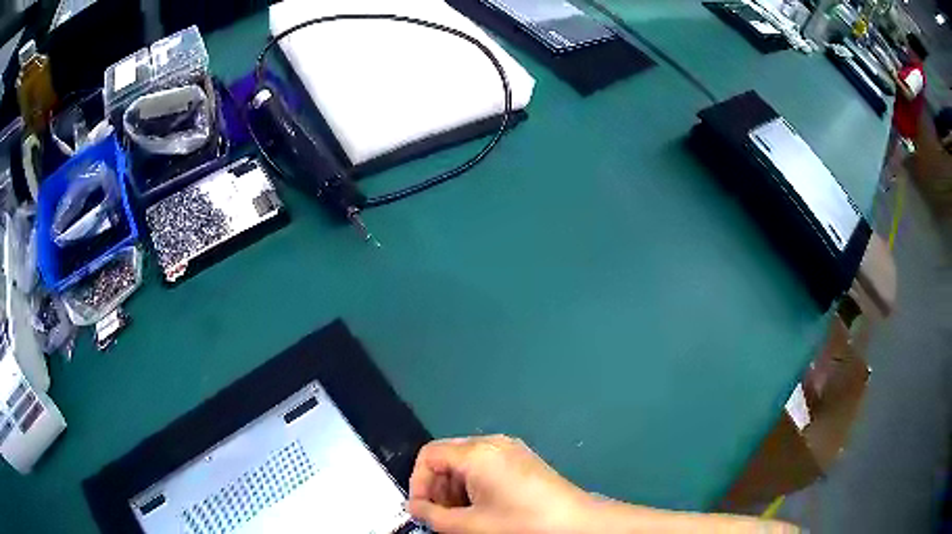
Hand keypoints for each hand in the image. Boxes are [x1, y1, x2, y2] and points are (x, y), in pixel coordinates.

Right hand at [407, 435, 592, 533]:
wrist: (575, 524)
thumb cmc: (519, 523)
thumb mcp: (469, 525)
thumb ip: (433, 516)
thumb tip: (414, 508)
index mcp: (477, 453)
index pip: (429, 455)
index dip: (418, 483)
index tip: (423, 511)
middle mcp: (492, 443)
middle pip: (447, 458)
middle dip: (438, 489)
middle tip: (443, 518)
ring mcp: (511, 449)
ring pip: (466, 463)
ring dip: (455, 490)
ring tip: (464, 517)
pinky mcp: (523, 459)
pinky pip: (486, 466)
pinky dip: (475, 486)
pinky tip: (484, 509)